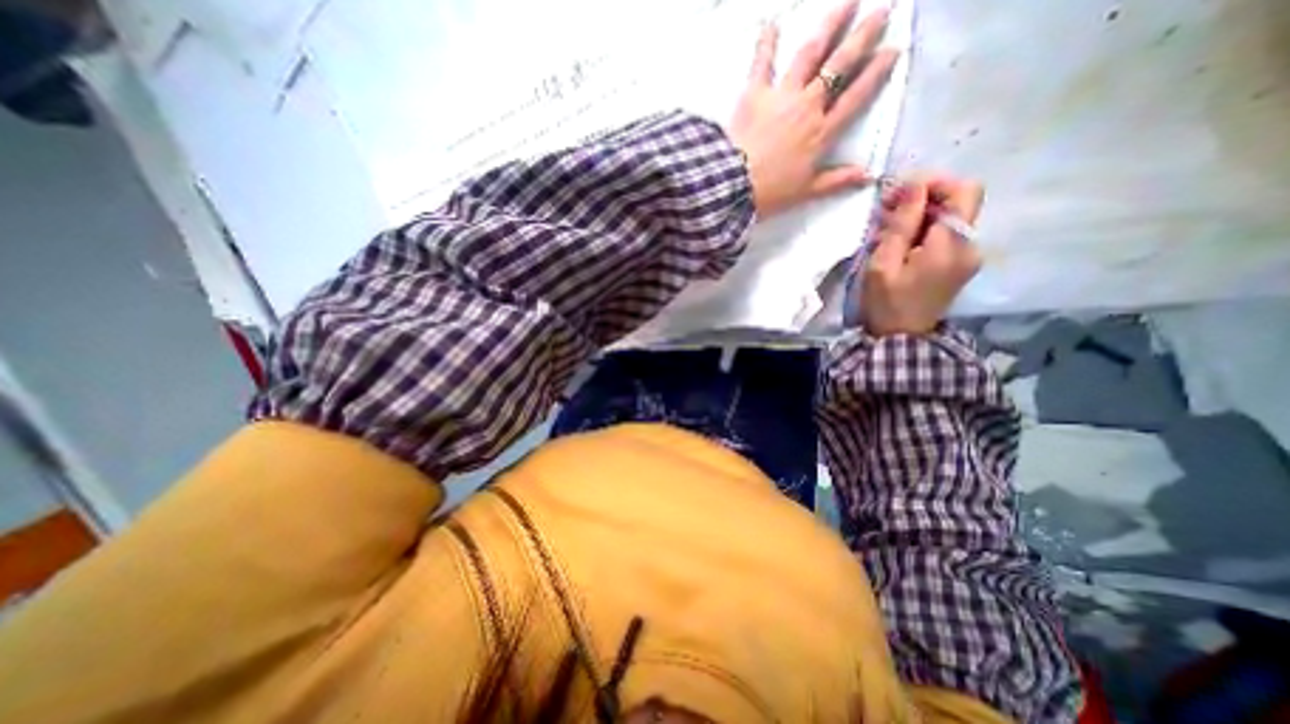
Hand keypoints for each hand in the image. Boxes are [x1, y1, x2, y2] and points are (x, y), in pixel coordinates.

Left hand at [725, 0, 900, 215]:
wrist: (735, 184)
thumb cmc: (771, 192)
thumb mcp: (806, 191)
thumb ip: (837, 180)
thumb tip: (868, 175)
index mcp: (822, 132)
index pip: (856, 97)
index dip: (876, 72)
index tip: (893, 49)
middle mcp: (807, 106)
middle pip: (839, 66)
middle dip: (862, 37)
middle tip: (881, 11)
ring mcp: (782, 96)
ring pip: (810, 54)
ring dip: (829, 25)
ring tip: (846, 1)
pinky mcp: (755, 94)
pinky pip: (762, 63)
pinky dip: (766, 42)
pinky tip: (771, 23)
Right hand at [861, 176, 983, 335]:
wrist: (900, 339)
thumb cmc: (886, 303)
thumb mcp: (883, 264)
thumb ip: (901, 224)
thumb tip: (914, 186)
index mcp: (951, 245)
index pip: (964, 190)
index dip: (934, 182)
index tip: (899, 192)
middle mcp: (970, 245)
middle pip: (958, 202)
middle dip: (922, 198)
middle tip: (885, 210)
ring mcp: (968, 255)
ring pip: (950, 217)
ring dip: (919, 215)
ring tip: (885, 229)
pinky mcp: (960, 263)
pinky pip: (945, 234)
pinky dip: (922, 230)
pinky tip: (898, 242)